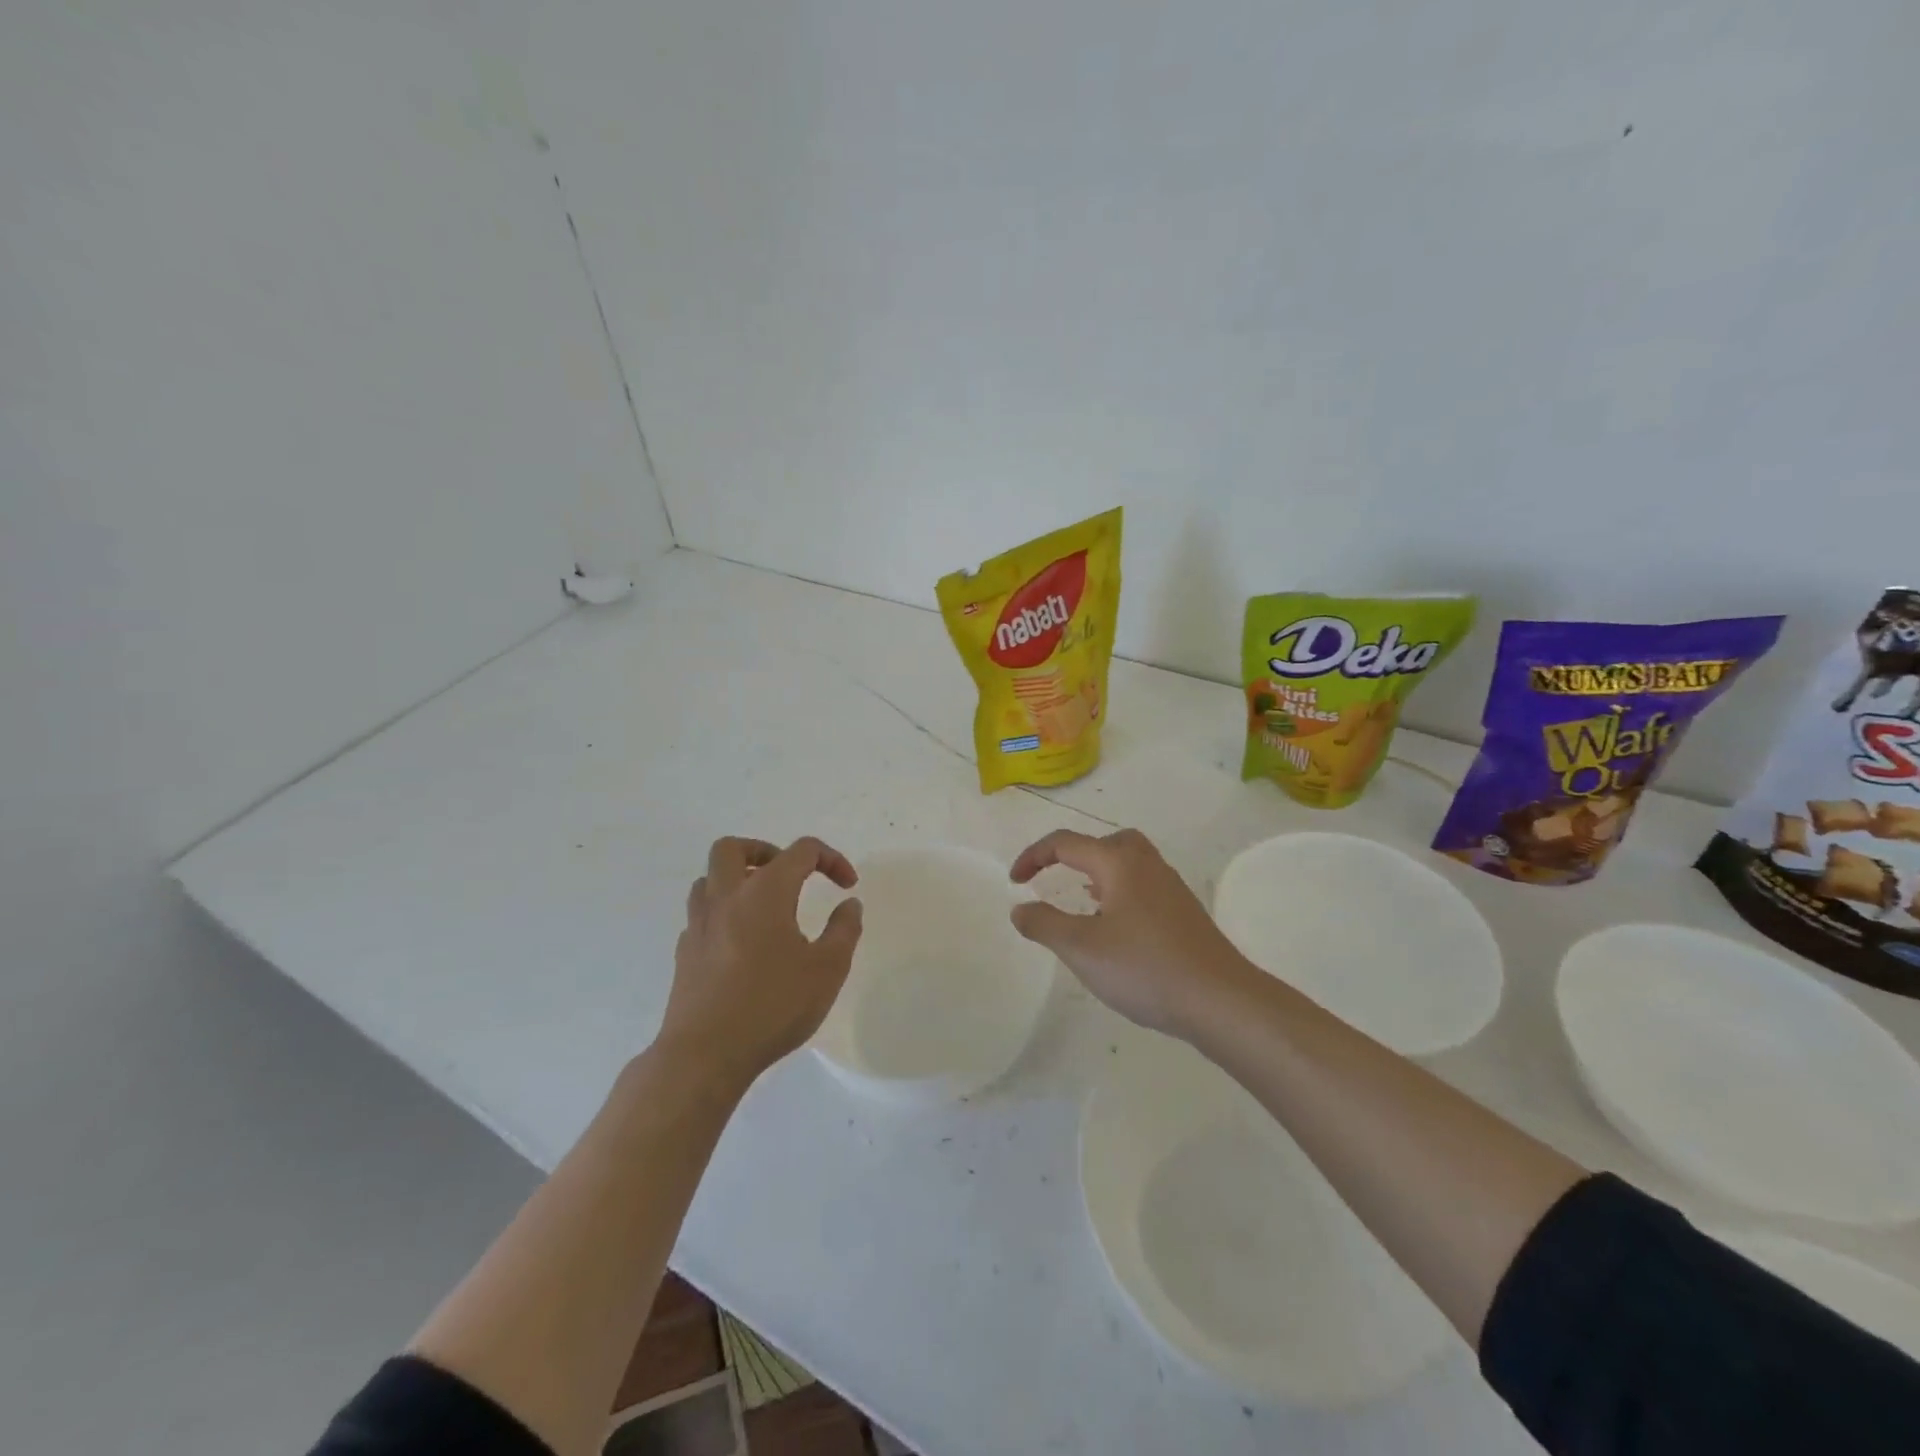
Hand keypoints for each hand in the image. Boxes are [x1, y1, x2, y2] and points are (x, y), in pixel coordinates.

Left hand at [659, 836, 863, 1090]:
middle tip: (788, 875)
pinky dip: (723, 914)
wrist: (705, 1054)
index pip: (801, 851)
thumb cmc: (773, 1006)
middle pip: (732, 848)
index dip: (830, 859)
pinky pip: (702, 915)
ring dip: (737, 880)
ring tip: (764, 907)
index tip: (847, 885)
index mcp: (765, 892)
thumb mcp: (827, 970)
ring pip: (708, 879)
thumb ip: (844, 930)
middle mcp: (726, 898)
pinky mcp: (685, 953)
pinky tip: (742, 944)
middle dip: (764, 851)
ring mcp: (699, 925)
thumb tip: (849, 904)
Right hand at [1008, 828, 1248, 1038]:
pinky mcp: (1184, 913)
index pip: (1066, 843)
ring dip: (1099, 873)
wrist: (1220, 999)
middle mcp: (1147, 865)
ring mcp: (1171, 888)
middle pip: (1106, 842)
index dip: (1033, 856)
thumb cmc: (1145, 968)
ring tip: (1082, 900)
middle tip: (1055, 878)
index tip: (1014, 882)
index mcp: (1119, 863)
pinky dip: (1120, 892)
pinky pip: (1143, 885)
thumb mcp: (1081, 948)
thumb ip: (1044, 924)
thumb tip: (1020, 908)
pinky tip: (1116, 927)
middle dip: (1074, 854)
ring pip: (1129, 862)